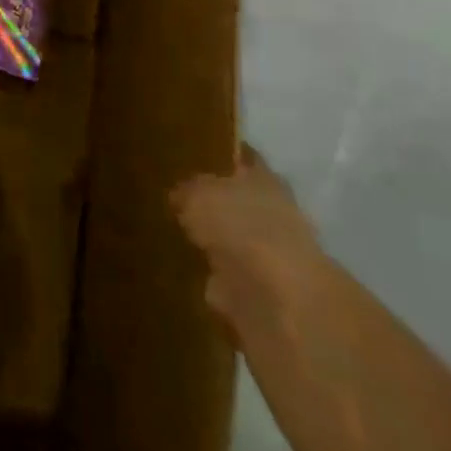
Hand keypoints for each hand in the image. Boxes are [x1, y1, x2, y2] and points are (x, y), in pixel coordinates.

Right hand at [171, 148, 326, 339]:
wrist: (276, 296)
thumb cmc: (239, 225)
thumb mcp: (196, 193)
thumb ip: (186, 190)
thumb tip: (179, 196)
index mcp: (263, 177)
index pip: (241, 156)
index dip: (219, 155)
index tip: (191, 153)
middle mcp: (272, 211)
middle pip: (237, 199)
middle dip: (213, 201)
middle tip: (174, 197)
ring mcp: (269, 253)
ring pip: (233, 237)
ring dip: (212, 240)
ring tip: (174, 233)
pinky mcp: (260, 289)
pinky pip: (227, 274)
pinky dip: (211, 274)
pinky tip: (184, 267)